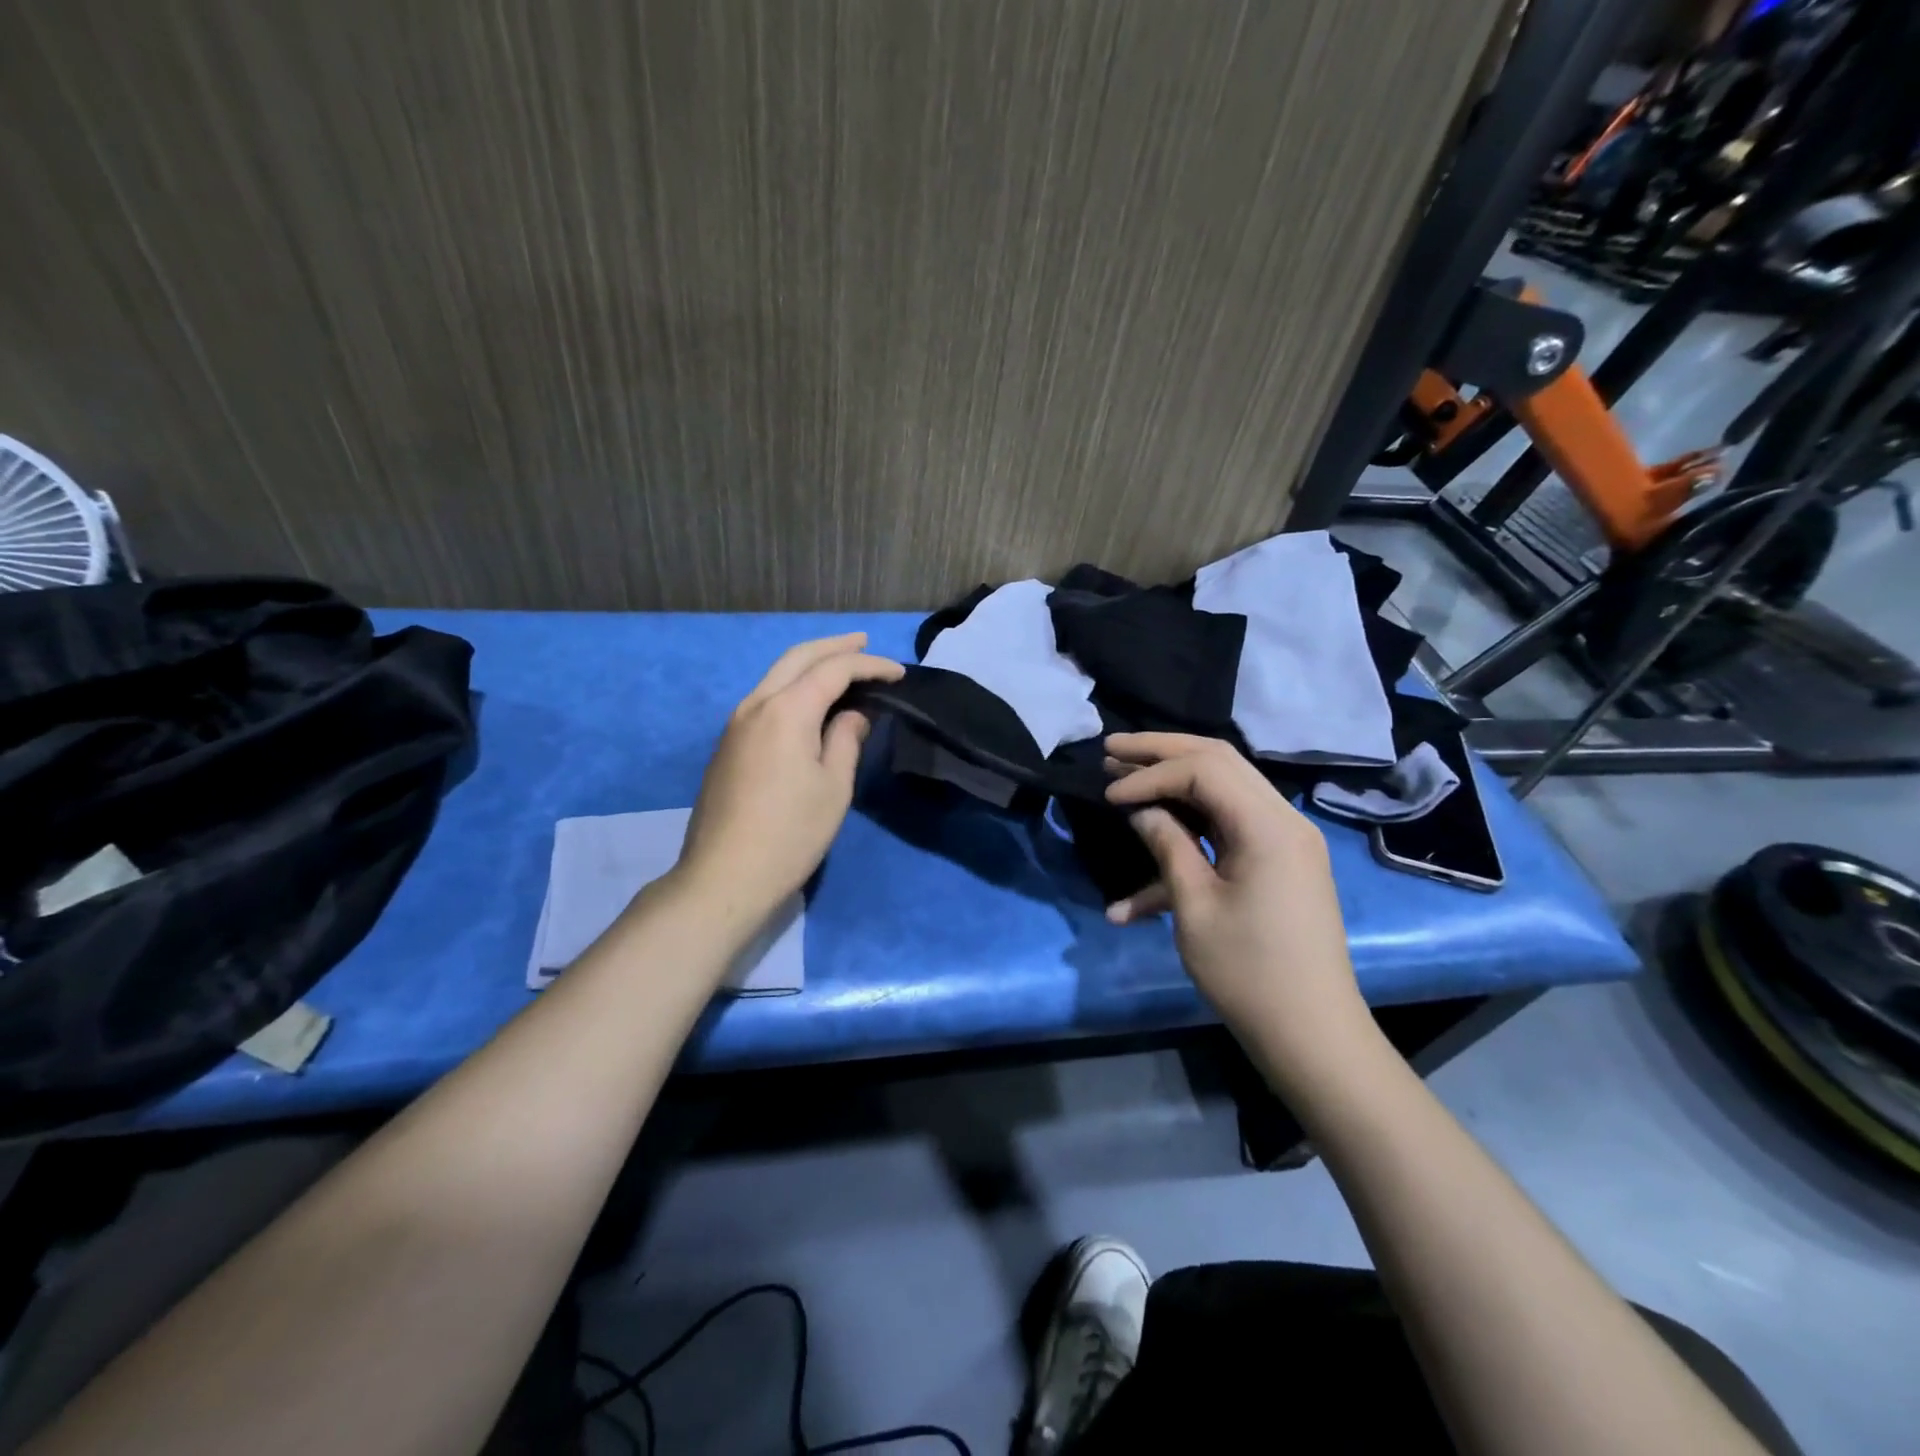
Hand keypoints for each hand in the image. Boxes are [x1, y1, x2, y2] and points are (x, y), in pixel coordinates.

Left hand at [675, 634, 903, 923]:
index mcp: (786, 710)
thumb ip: (846, 739)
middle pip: (797, 658)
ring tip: (841, 666)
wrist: (725, 875)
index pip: (833, 670)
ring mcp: (736, 724)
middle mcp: (755, 705)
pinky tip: (810, 701)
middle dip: (834, 647)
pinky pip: (765, 698)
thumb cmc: (791, 833)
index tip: (899, 674)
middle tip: (864, 643)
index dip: (870, 666)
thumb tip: (853, 715)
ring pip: (776, 676)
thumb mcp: (834, 786)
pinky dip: (793, 687)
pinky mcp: (728, 745)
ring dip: (810, 664)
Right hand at [1103, 733, 1372, 1084]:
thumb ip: (1168, 846)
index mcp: (1268, 826)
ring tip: (1124, 779)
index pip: (1203, 770)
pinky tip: (1133, 902)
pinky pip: (1228, 834)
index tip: (1108, 793)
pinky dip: (1187, 842)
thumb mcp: (1195, 907)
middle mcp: (1283, 819)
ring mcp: (1284, 841)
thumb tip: (1141, 811)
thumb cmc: (1249, 973)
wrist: (1313, 1036)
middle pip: (1218, 761)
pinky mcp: (1278, 864)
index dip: (1150, 774)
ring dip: (1173, 784)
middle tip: (1112, 748)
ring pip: (1223, 791)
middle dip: (1161, 753)